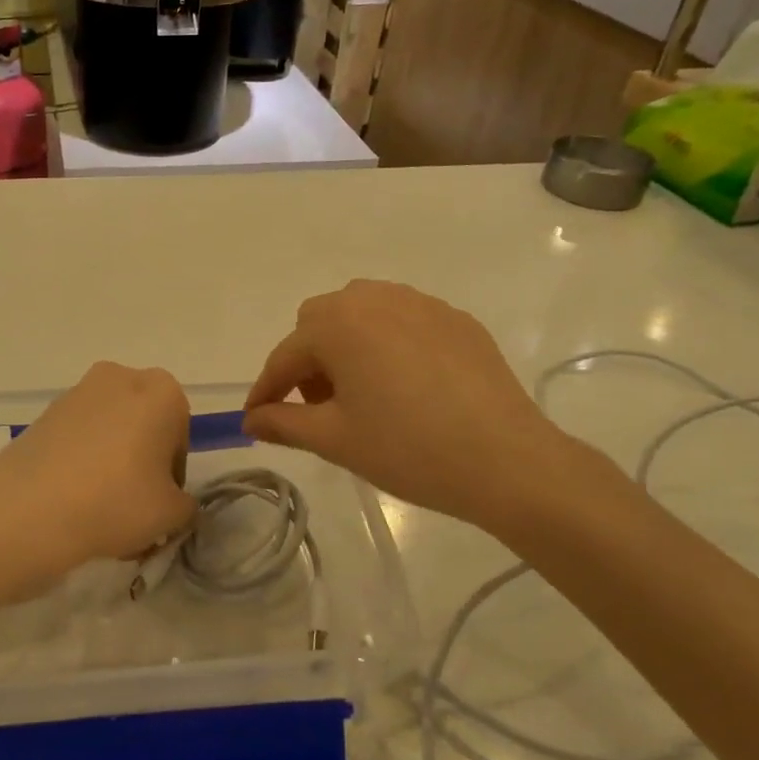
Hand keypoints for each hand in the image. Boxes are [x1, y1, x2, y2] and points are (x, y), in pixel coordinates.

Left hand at [0, 362, 196, 603]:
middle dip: (142, 463)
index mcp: (162, 391)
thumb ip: (186, 504)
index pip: (180, 435)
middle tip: (133, 507)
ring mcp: (77, 393)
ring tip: (100, 512)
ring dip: (112, 464)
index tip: (160, 504)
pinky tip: (73, 503)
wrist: (29, 510)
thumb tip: (174, 501)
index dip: (173, 475)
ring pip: (109, 432)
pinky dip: (81, 463)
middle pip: (143, 426)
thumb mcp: (172, 514)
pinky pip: (77, 439)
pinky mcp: (44, 414)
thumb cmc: (116, 502)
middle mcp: (121, 378)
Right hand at [242, 281, 583, 532]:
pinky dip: (387, 345)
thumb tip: (251, 420)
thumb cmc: (408, 449)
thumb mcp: (335, 439)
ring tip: (361, 393)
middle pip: (320, 323)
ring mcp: (421, 304)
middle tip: (319, 407)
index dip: (266, 390)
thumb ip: (283, 422)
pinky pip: (403, 321)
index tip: (255, 419)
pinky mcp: (456, 320)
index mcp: (338, 324)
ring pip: (362, 314)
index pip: (285, 356)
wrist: (507, 460)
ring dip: (346, 346)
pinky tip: (405, 386)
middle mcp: (374, 298)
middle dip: (308, 362)